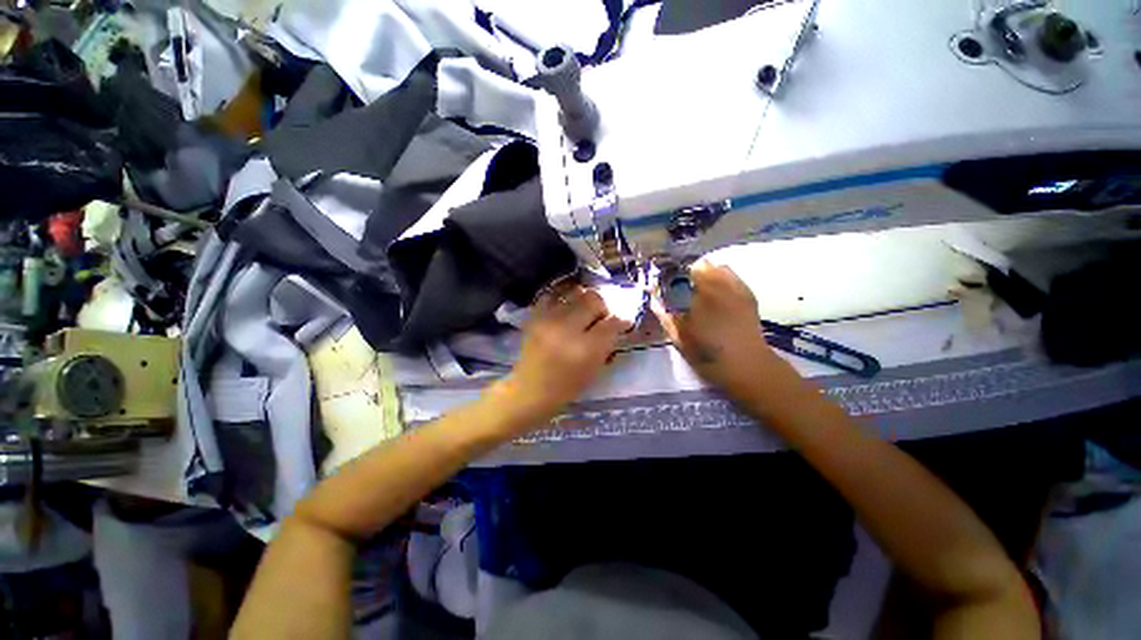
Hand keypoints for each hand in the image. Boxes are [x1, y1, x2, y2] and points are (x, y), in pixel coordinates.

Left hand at [496, 284, 630, 427]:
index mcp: (585, 349)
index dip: (621, 320)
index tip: (623, 321)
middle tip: (603, 315)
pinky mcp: (535, 316)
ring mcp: (548, 320)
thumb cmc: (567, 387)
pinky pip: (554, 295)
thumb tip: (617, 322)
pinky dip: (564, 297)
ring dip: (585, 299)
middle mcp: (567, 329)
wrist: (530, 390)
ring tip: (585, 310)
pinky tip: (568, 306)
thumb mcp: (594, 370)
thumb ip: (607, 344)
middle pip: (594, 300)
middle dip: (604, 306)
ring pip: (576, 293)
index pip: (612, 322)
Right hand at [653, 262, 779, 400]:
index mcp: (698, 299)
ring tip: (697, 288)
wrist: (747, 365)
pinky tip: (715, 290)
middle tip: (678, 289)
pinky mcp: (746, 293)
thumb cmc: (708, 355)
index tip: (663, 286)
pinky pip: (729, 274)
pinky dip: (719, 276)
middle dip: (685, 274)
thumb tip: (654, 300)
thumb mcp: (680, 339)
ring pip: (714, 267)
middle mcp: (718, 287)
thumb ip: (665, 317)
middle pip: (698, 266)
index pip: (679, 275)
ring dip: (703, 273)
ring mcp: (734, 288)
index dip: (668, 277)